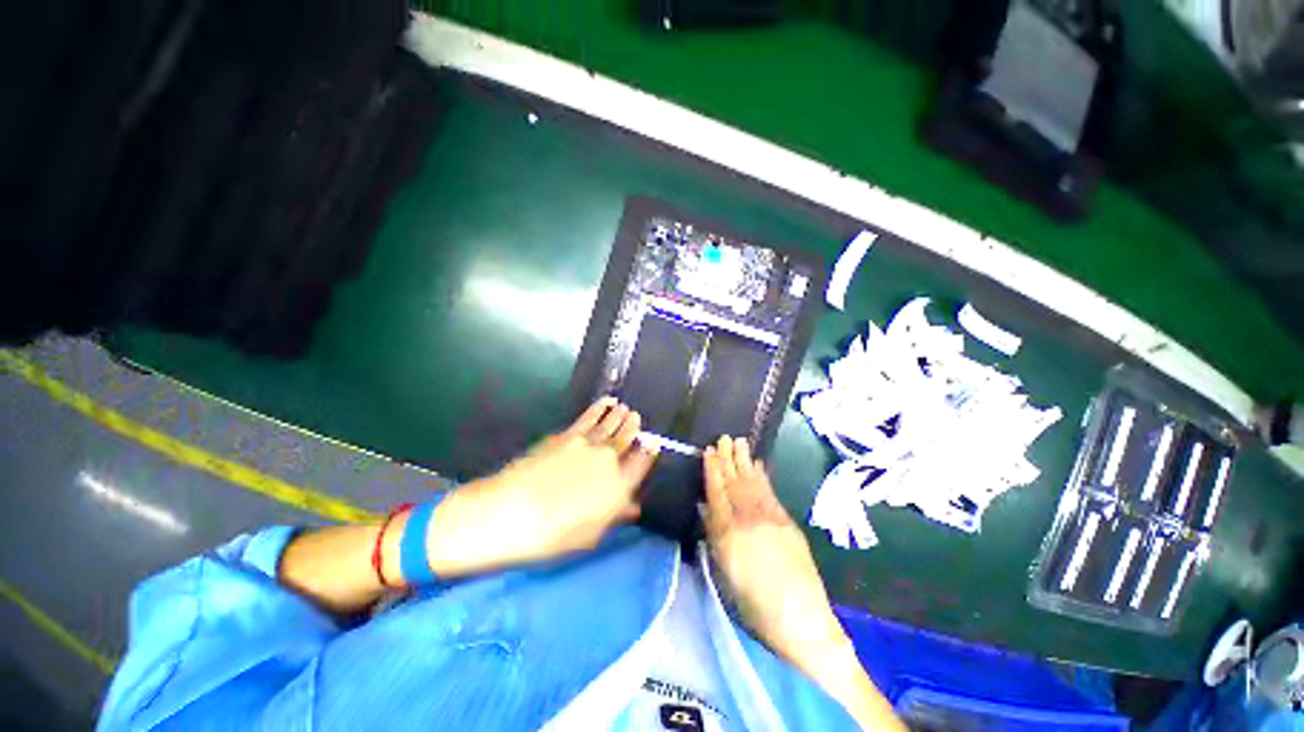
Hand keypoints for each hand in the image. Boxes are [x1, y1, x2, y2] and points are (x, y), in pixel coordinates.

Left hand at [422, 397, 659, 575]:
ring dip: (620, 416)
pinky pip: (590, 417)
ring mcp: (587, 444)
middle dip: (634, 428)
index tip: (652, 443)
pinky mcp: (567, 435)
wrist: (510, 512)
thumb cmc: (552, 535)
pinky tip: (606, 403)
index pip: (640, 464)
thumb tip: (632, 506)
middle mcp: (608, 461)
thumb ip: (614, 515)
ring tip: (626, 409)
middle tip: (637, 418)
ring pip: (611, 424)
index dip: (648, 452)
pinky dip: (600, 408)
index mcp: (618, 487)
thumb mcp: (589, 535)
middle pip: (626, 439)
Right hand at [703, 436, 846, 662]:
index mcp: (729, 532)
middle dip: (728, 458)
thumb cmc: (752, 603)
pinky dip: (762, 476)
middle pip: (735, 482)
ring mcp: (770, 517)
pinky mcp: (787, 521)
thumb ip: (713, 535)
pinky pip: (770, 492)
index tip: (708, 451)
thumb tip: (705, 506)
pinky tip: (758, 465)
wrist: (800, 617)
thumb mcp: (723, 571)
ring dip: (745, 461)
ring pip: (753, 482)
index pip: (717, 492)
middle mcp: (749, 518)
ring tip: (739, 441)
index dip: (712, 470)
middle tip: (723, 437)